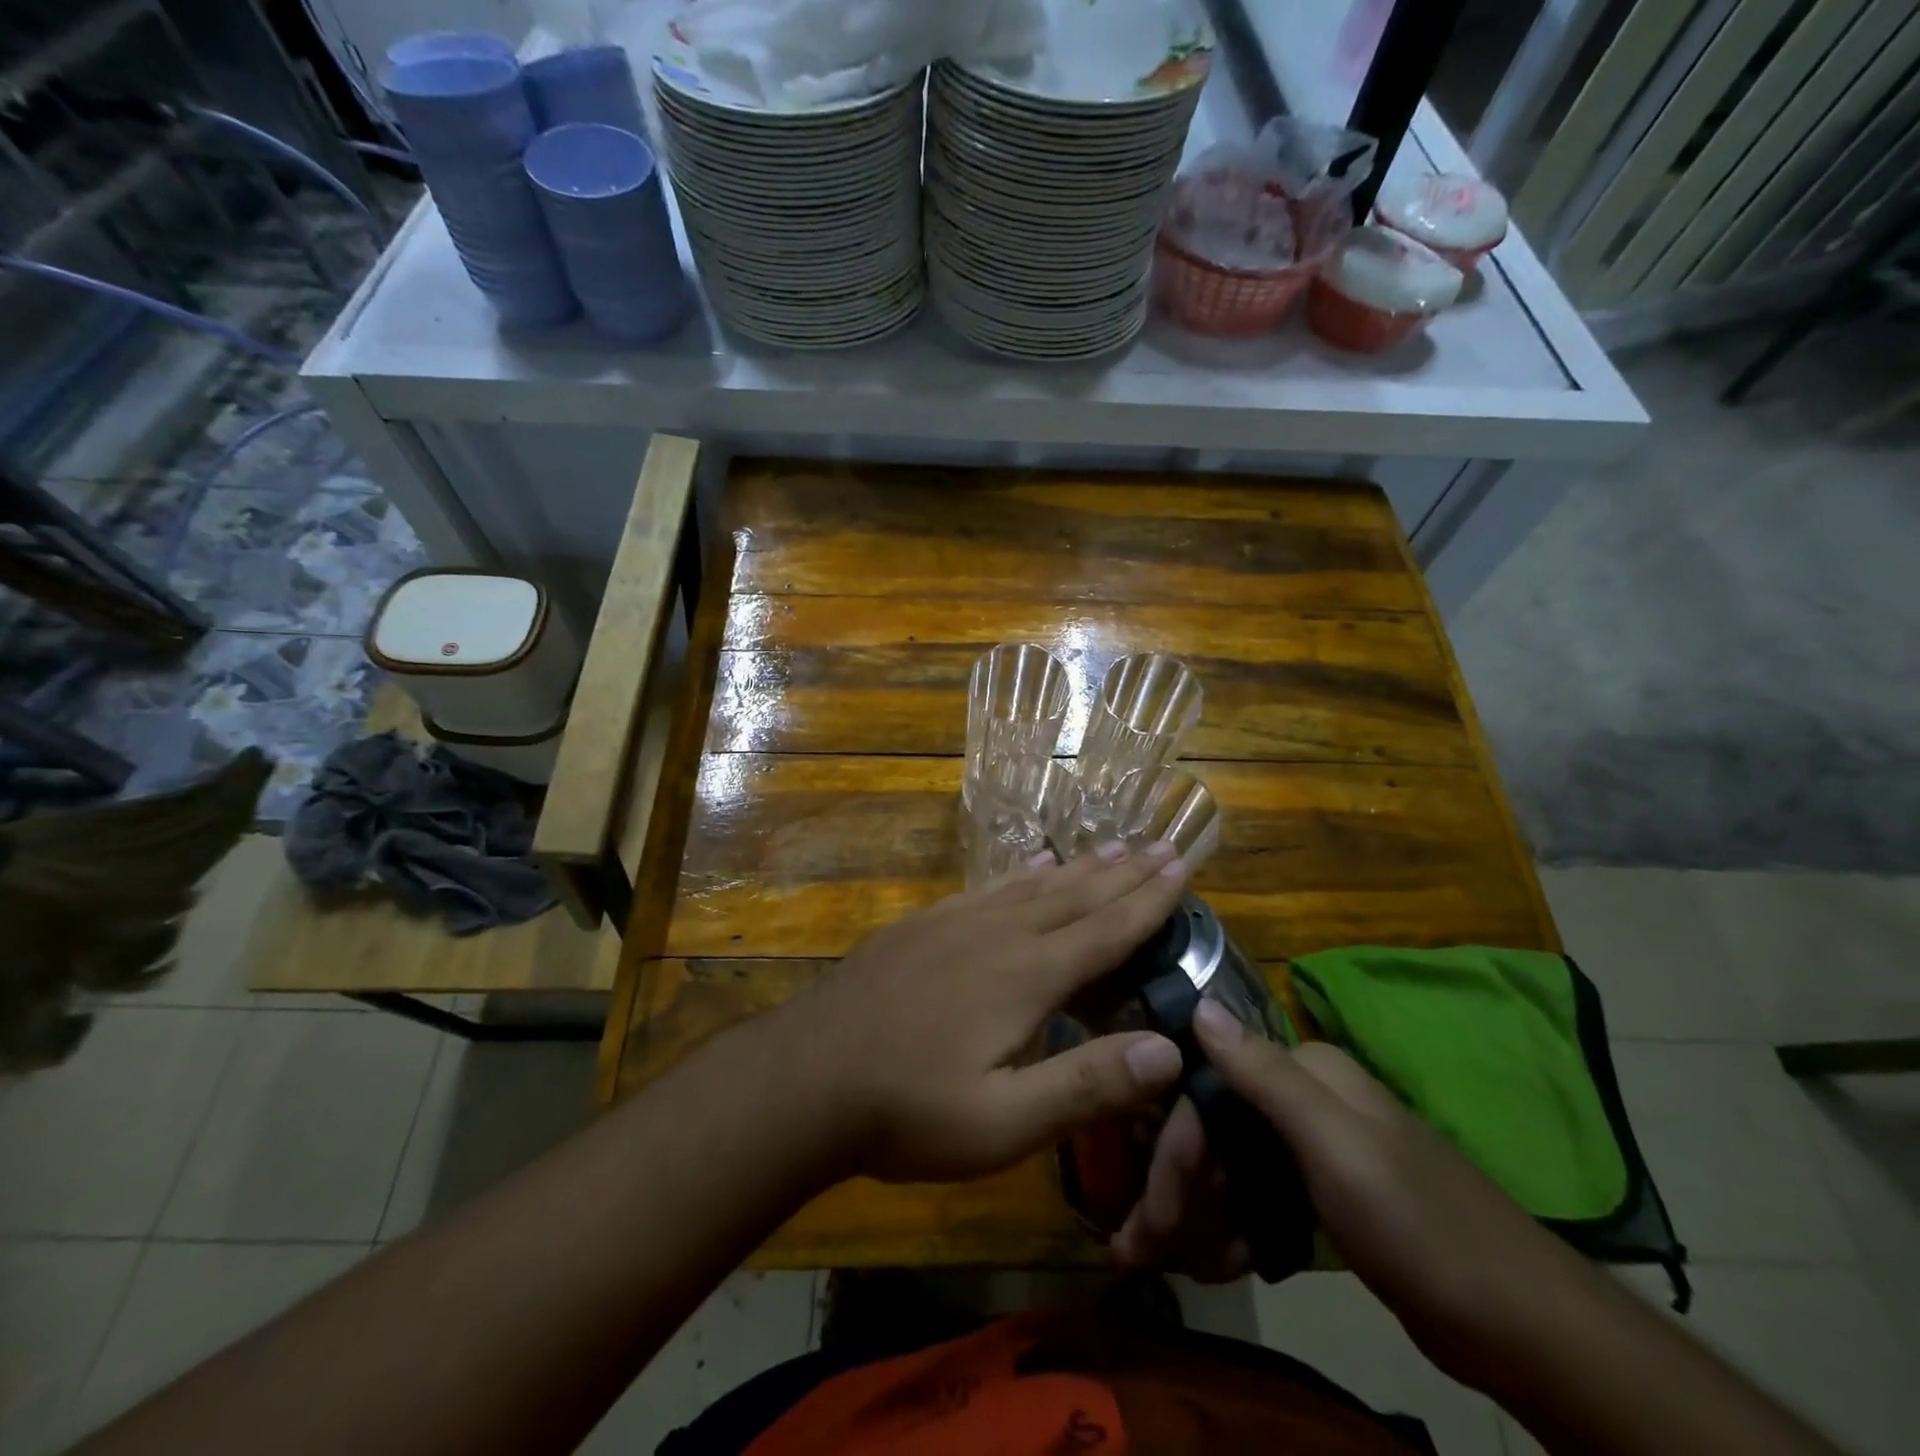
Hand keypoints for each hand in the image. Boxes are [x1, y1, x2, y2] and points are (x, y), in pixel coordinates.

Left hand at [774, 842, 1190, 1184]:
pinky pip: (988, 887)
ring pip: (1034, 884)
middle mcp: (999, 933)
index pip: (1106, 930)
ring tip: (1112, 845)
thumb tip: (1170, 1050)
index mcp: (1027, 976)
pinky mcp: (924, 924)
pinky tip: (1031, 865)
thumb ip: (1086, 1084)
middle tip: (1162, 844)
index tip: (1182, 865)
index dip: (1150, 900)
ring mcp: (956, 922)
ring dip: (1079, 866)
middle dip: (1124, 872)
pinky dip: (1021, 873)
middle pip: (1076, 895)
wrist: (807, 1074)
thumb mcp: (1003, 1123)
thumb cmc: (908, 1109)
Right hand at [1115, 1001, 1603, 1381]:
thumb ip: (1263, 1073)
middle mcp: (1305, 1098)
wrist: (1522, 1326)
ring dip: (1199, 1213)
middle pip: (1217, 1130)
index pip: (1209, 1091)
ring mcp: (1317, 1148)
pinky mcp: (1327, 1194)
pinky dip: (1233, 1229)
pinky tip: (1216, 1263)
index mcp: (1306, 1072)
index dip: (1174, 1148)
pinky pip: (1258, 1198)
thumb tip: (1199, 1002)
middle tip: (1143, 1247)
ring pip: (1233, 1166)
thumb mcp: (1335, 1144)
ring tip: (1171, 1263)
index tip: (1147, 1212)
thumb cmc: (1418, 1224)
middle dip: (1178, 1187)